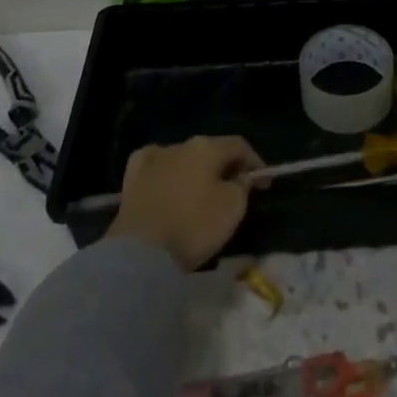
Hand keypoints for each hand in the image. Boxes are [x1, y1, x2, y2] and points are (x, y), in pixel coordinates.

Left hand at [105, 136, 263, 269]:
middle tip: (234, 190)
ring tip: (201, 192)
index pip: (239, 146)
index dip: (255, 163)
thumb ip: (242, 186)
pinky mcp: (133, 178)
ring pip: (183, 158)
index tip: (264, 184)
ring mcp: (153, 158)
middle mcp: (180, 144)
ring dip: (196, 171)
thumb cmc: (193, 226)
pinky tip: (167, 182)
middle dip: (225, 167)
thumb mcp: (232, 208)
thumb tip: (240, 177)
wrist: (140, 252)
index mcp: (207, 147)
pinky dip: (166, 173)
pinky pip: (155, 167)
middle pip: (211, 151)